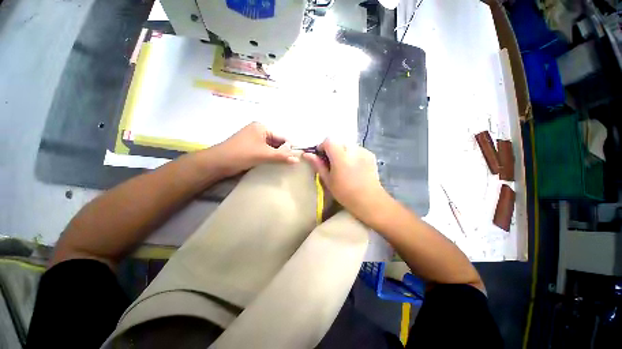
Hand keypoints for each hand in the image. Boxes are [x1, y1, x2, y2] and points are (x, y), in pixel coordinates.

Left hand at [209, 122, 299, 176]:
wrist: (218, 163)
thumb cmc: (241, 154)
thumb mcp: (264, 154)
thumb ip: (281, 156)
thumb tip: (297, 159)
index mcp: (262, 127)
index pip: (281, 137)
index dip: (290, 147)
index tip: (297, 158)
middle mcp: (259, 131)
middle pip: (277, 142)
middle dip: (284, 152)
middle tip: (293, 163)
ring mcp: (254, 140)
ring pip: (271, 148)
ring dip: (277, 156)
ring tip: (286, 165)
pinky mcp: (251, 149)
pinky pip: (265, 152)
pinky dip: (271, 158)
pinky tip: (276, 165)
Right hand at [303, 139, 388, 219]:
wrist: (368, 199)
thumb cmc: (344, 192)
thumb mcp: (328, 180)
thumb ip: (318, 165)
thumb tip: (307, 154)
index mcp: (340, 155)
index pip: (328, 141)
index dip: (322, 147)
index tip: (321, 157)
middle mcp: (352, 149)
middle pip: (338, 143)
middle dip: (333, 150)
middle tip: (332, 164)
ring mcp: (363, 151)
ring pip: (348, 146)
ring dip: (343, 152)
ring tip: (344, 166)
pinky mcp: (370, 155)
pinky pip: (357, 150)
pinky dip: (352, 155)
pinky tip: (354, 167)